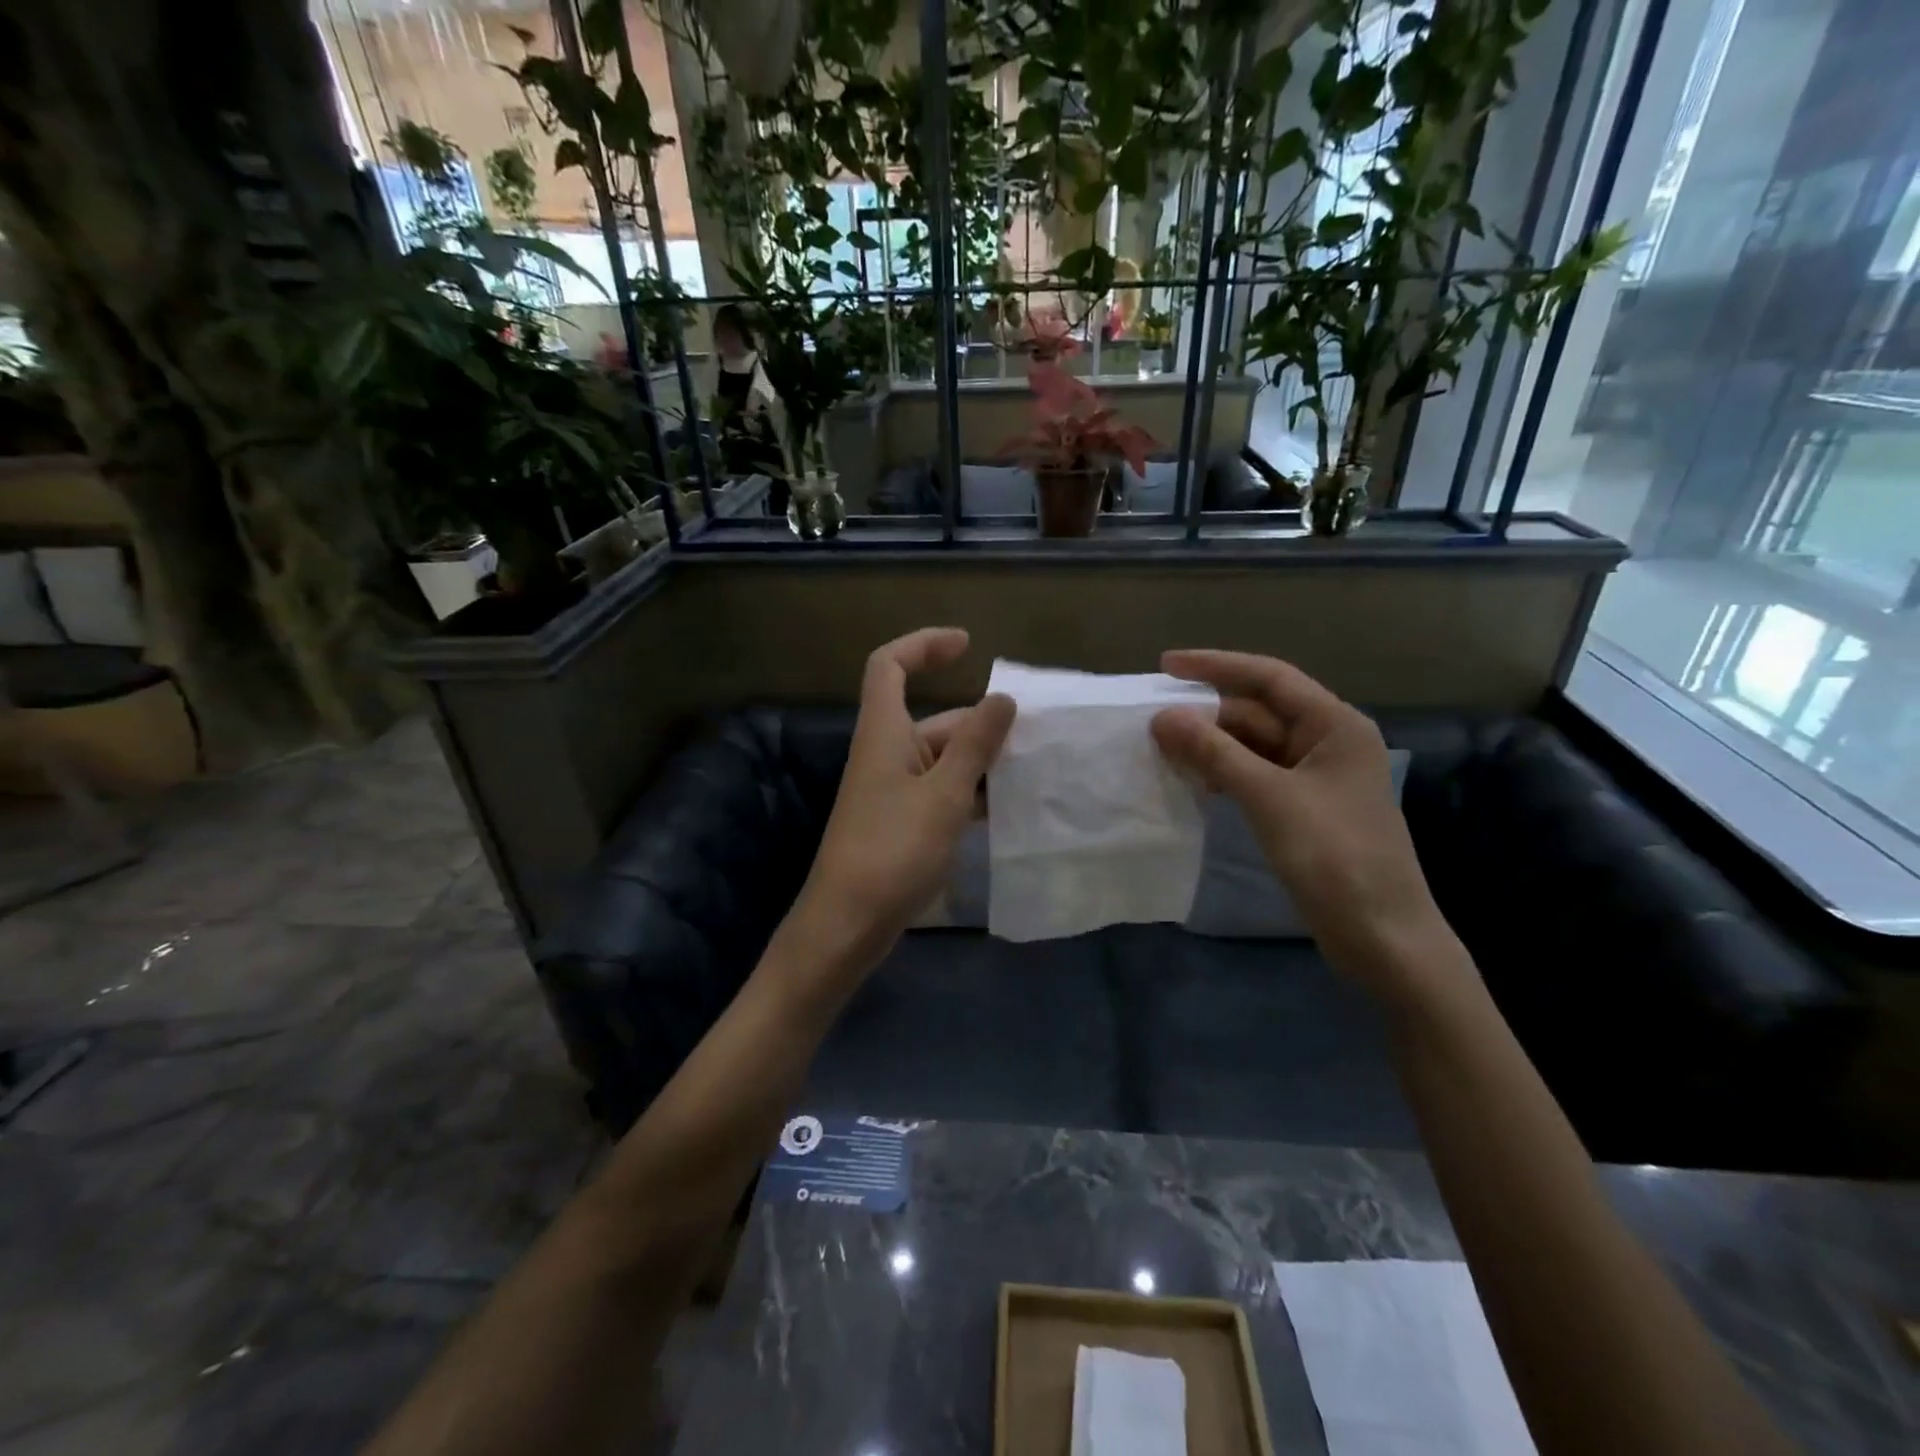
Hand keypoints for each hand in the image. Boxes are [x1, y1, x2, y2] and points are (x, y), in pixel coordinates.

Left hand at [789, 628, 1014, 972]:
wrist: (849, 923)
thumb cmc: (893, 850)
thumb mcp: (944, 794)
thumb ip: (975, 744)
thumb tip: (1002, 698)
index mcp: (885, 732)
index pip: (889, 665)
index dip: (924, 645)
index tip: (968, 646)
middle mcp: (887, 753)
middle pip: (934, 718)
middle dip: (981, 722)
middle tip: (1037, 735)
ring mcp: (894, 790)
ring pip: (944, 759)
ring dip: (983, 761)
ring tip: (1034, 771)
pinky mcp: (902, 822)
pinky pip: (942, 791)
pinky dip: (972, 793)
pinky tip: (1008, 809)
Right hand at [1151, 650, 1453, 998]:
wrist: (1382, 936)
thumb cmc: (1334, 856)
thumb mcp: (1269, 797)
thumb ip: (1214, 753)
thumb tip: (1162, 717)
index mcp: (1335, 724)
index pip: (1269, 677)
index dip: (1216, 666)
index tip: (1164, 666)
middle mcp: (1327, 742)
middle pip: (1259, 712)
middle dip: (1207, 714)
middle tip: (1152, 721)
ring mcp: (1316, 778)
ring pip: (1255, 746)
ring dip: (1212, 746)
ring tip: (1163, 749)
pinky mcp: (1305, 809)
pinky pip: (1257, 776)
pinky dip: (1225, 774)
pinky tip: (1195, 782)